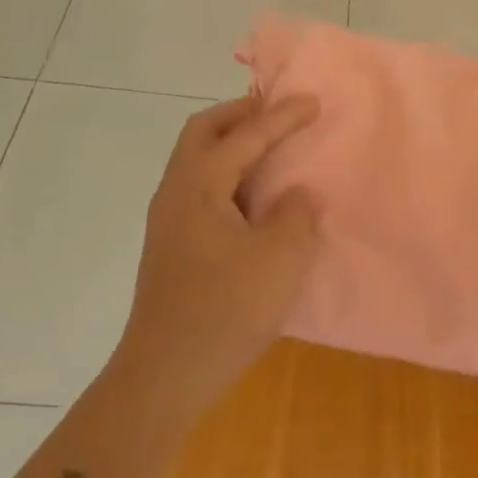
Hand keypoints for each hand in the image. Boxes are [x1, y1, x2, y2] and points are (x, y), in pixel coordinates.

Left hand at [105, 94, 321, 426]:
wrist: (164, 375)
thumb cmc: (225, 309)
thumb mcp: (280, 258)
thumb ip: (296, 214)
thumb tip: (295, 197)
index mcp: (199, 185)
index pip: (245, 136)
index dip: (282, 116)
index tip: (313, 101)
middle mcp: (176, 192)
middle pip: (203, 132)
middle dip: (241, 115)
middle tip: (278, 113)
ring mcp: (168, 220)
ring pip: (198, 160)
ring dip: (232, 143)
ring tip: (271, 149)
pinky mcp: (173, 246)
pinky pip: (201, 188)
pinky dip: (229, 175)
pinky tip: (254, 198)